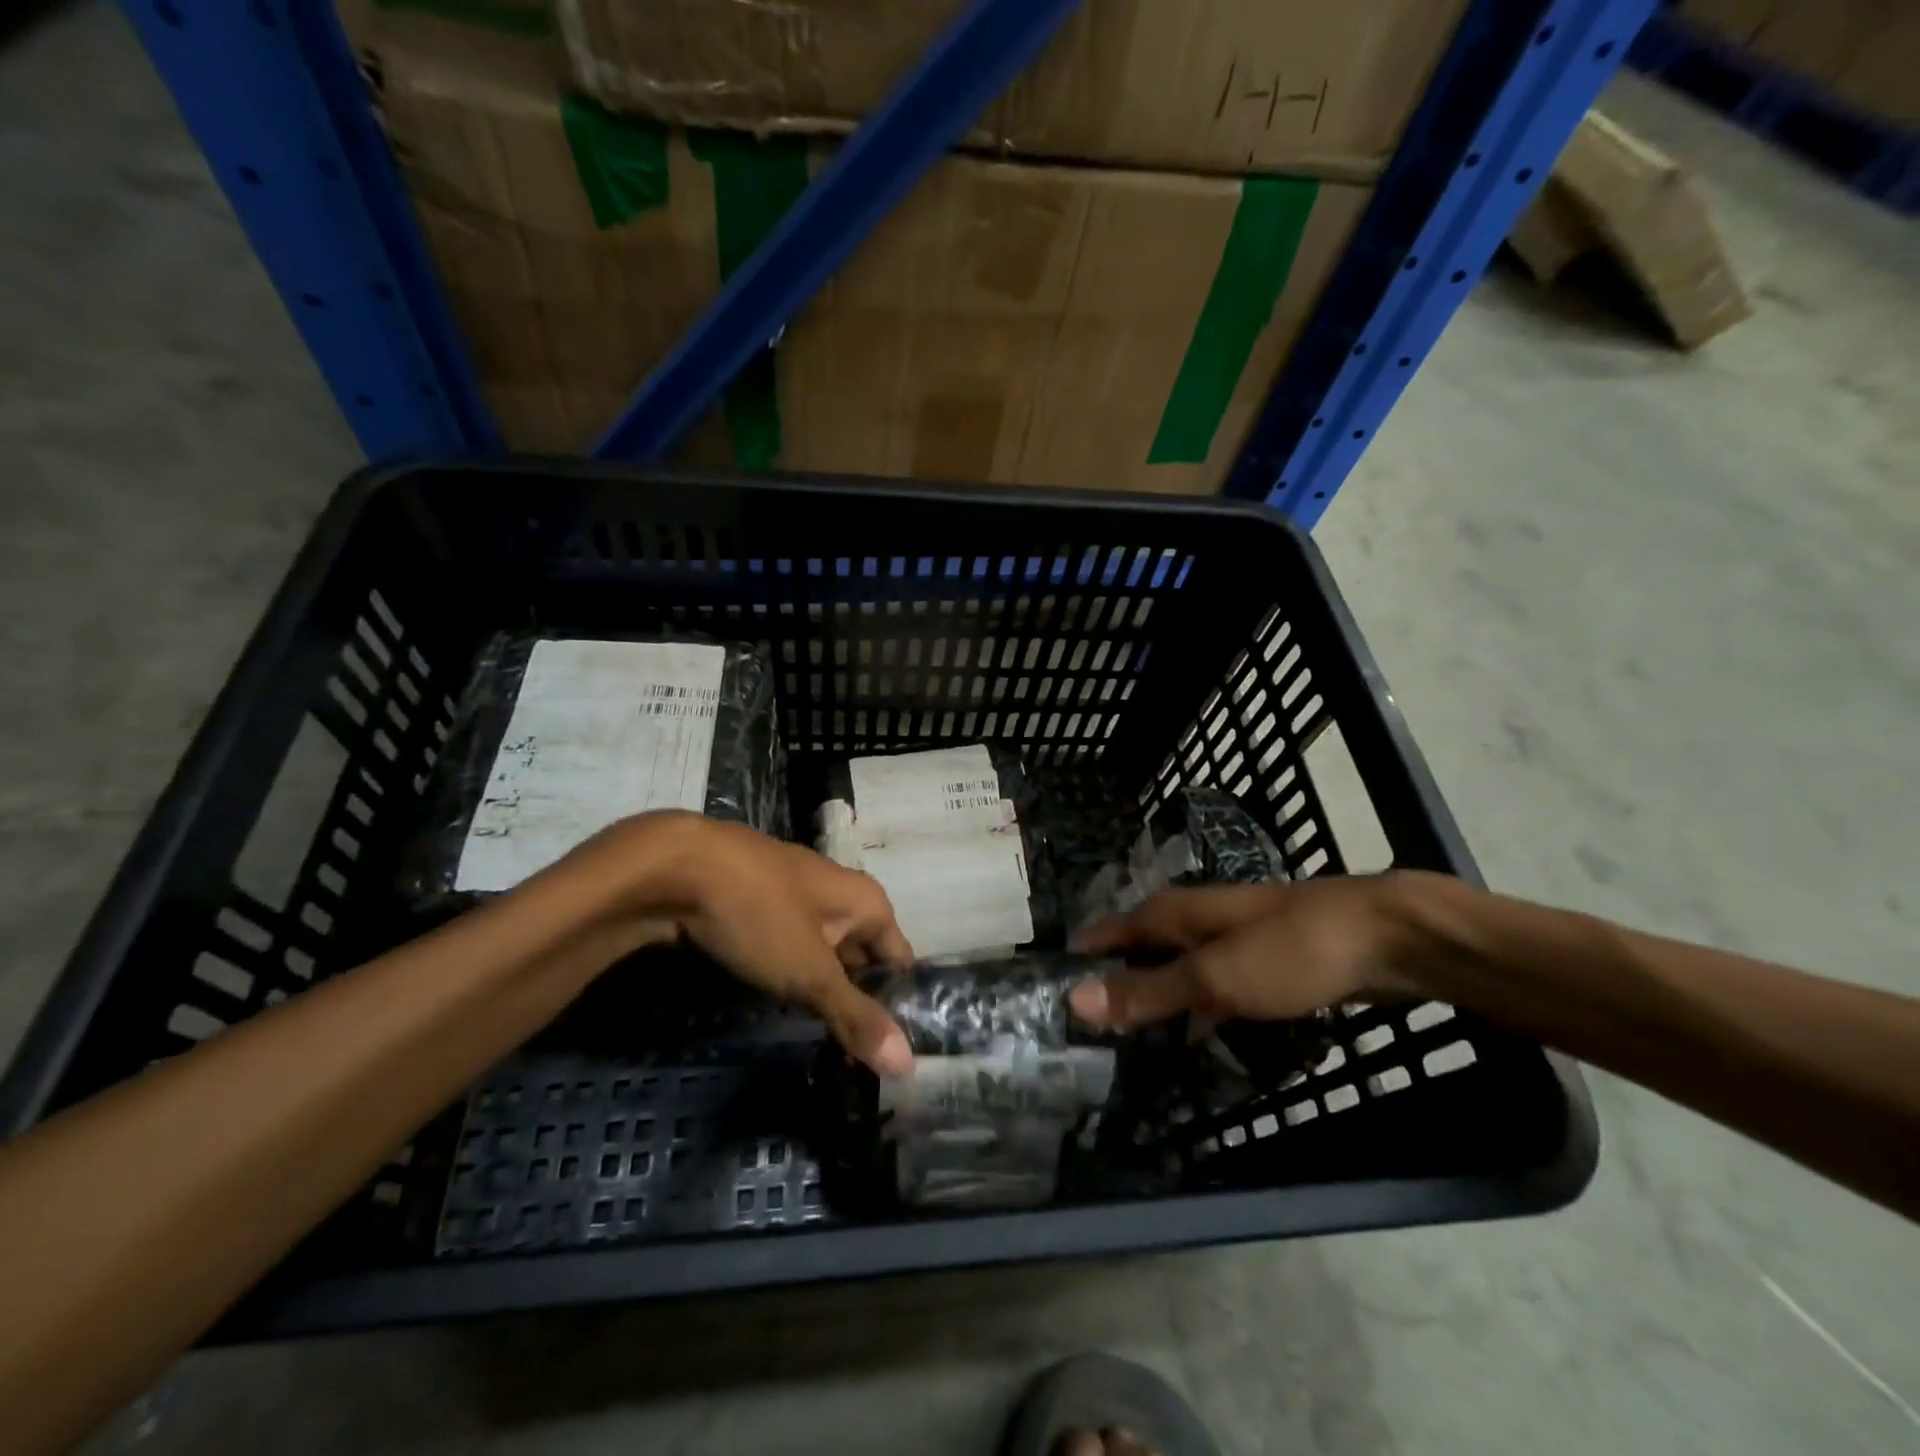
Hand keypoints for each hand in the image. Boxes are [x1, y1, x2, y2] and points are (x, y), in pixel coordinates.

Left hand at [592, 816, 916, 1076]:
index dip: (898, 1005)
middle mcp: (838, 894)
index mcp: (865, 900)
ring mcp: (795, 897)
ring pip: (822, 954)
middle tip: (856, 1060)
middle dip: (858, 1002)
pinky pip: (788, 948)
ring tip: (822, 1043)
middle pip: (861, 957)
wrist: (673, 867)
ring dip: (822, 991)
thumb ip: (855, 1017)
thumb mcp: (809, 973)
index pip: (899, 959)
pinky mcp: (758, 905)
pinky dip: (790, 977)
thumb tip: (908, 1065)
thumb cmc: (758, 913)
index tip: (890, 1054)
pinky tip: (779, 1005)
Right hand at [1067, 875, 1428, 1029]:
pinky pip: (1215, 987)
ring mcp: (1234, 940)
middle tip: (1088, 1029)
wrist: (1385, 938)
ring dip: (1158, 998)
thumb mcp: (1212, 977)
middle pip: (1142, 949)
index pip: (1111, 932)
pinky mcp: (1266, 962)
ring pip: (1180, 969)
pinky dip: (1199, 1009)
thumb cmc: (1288, 951)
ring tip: (1133, 1041)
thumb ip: (1147, 990)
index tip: (1053, 992)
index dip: (1083, 957)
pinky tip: (1199, 1036)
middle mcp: (1197, 920)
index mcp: (1174, 913)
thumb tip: (1074, 999)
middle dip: (1117, 982)